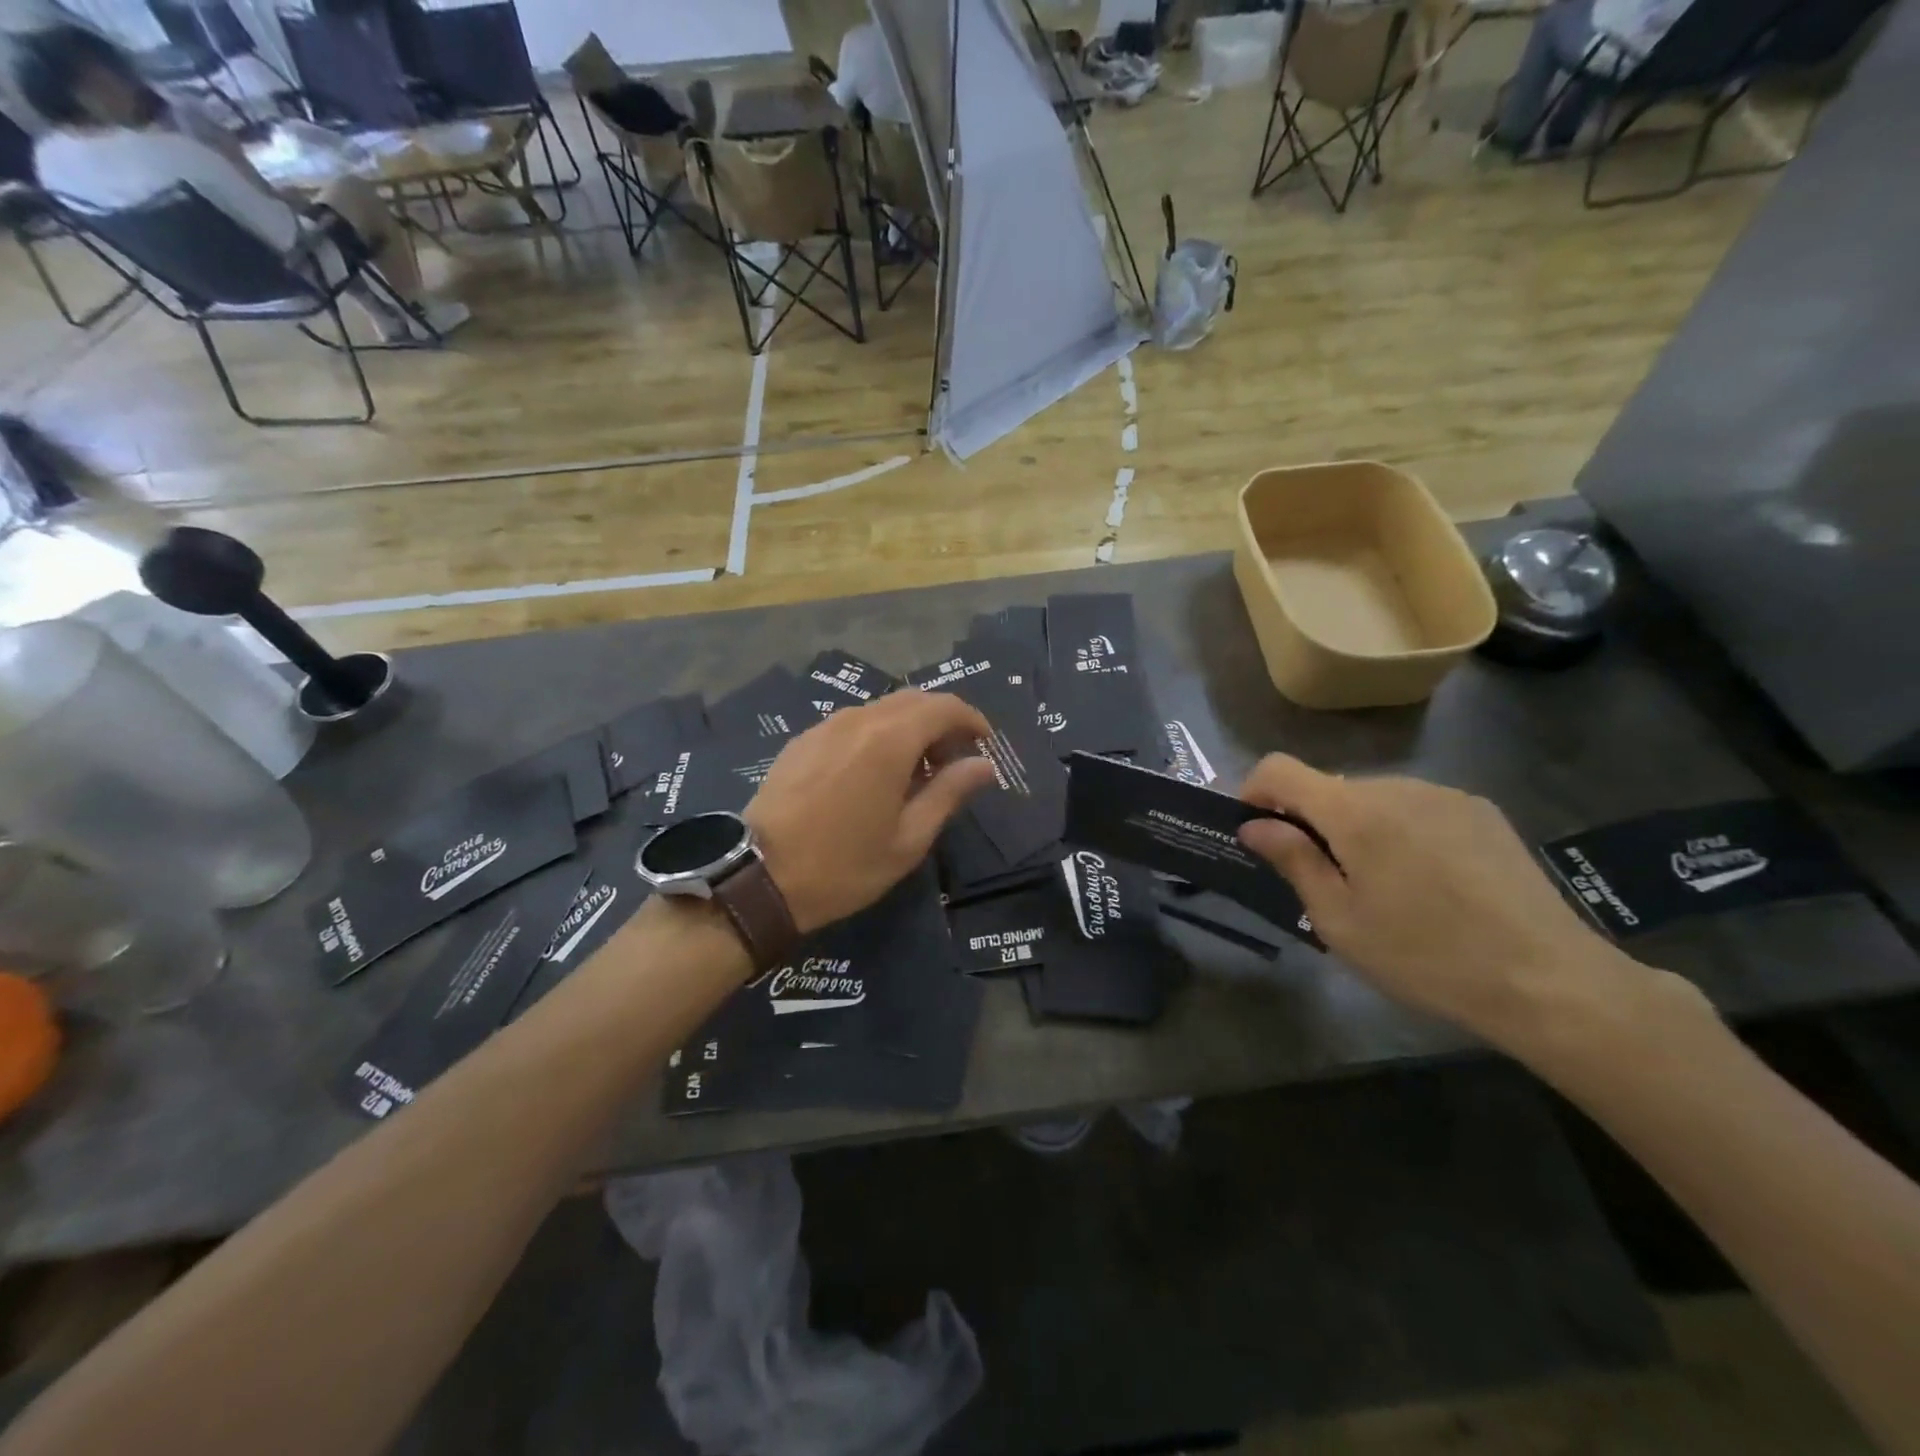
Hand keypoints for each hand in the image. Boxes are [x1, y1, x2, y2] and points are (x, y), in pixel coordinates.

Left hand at [745, 691, 995, 933]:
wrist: (759, 878)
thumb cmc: (844, 865)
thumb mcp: (908, 839)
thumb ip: (949, 793)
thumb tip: (984, 765)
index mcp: (890, 740)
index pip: (944, 706)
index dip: (971, 719)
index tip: (984, 744)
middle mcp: (857, 720)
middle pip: (913, 700)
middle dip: (941, 722)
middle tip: (952, 761)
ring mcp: (824, 727)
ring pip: (880, 710)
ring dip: (908, 728)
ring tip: (914, 771)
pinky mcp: (801, 740)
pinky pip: (851, 724)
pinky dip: (876, 735)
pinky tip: (871, 773)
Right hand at [1235, 755, 1656, 1051]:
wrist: (1549, 979)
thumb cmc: (1426, 957)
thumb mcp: (1340, 921)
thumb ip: (1293, 862)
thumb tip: (1254, 826)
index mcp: (1356, 812)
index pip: (1280, 769)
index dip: (1254, 791)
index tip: (1252, 830)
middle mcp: (1397, 786)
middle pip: (1328, 786)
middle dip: (1308, 821)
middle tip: (1319, 878)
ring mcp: (1444, 794)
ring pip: (1372, 798)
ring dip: (1355, 827)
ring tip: (1379, 885)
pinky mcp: (1479, 810)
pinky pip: (1415, 806)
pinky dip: (1398, 830)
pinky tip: (1427, 880)